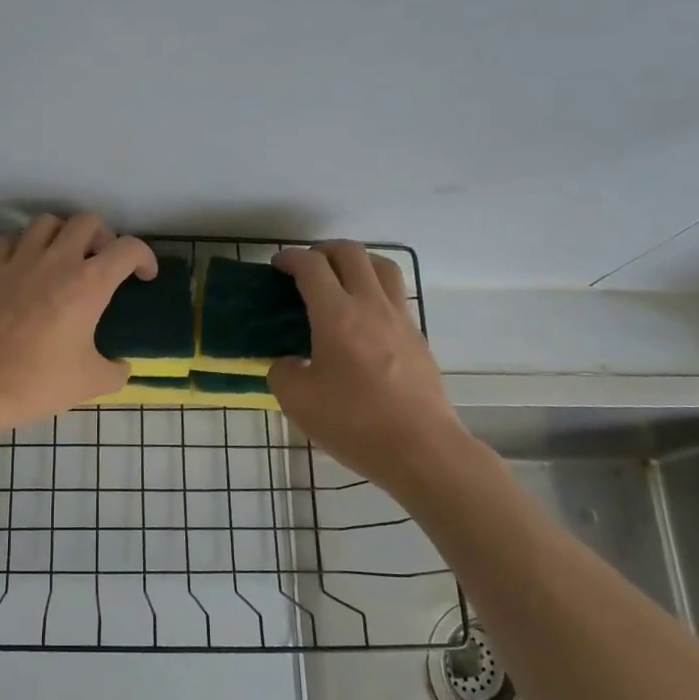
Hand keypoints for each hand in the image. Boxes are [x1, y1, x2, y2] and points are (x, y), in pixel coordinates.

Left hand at [0, 214, 157, 434]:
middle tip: (104, 261)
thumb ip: (116, 370)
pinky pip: (10, 239)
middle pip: (87, 221)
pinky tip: (27, 265)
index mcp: (89, 284)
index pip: (128, 249)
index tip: (144, 276)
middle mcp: (56, 261)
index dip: (144, 257)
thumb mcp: (90, 383)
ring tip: (65, 256)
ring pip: (47, 221)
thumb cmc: (37, 382)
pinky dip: (25, 244)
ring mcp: (19, 261)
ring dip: (63, 233)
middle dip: (104, 236)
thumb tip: (121, 366)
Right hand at [268, 242, 471, 493]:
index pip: (312, 266)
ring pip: (383, 267)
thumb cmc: (354, 423)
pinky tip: (364, 317)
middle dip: (324, 250)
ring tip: (341, 278)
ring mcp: (400, 319)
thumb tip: (289, 362)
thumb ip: (283, 371)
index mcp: (336, 315)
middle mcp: (371, 305)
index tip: (277, 264)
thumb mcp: (297, 401)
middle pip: (351, 253)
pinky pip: (396, 296)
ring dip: (357, 262)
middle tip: (307, 266)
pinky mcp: (418, 338)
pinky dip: (376, 290)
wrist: (421, 449)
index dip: (291, 258)